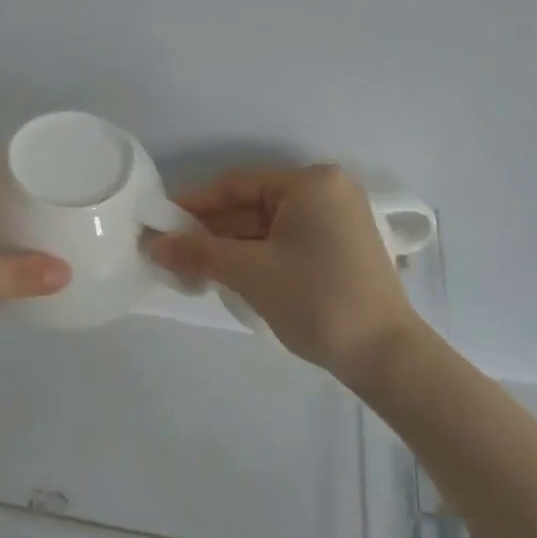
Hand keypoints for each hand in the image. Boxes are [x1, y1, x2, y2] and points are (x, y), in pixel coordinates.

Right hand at [146, 164, 420, 374]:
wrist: (384, 354)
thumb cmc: (315, 299)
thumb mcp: (250, 272)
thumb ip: (198, 252)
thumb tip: (152, 244)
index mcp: (310, 183)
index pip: (236, 184)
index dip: (193, 204)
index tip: (158, 223)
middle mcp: (326, 191)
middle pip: (252, 205)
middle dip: (210, 230)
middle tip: (169, 252)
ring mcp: (337, 220)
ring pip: (268, 226)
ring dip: (230, 246)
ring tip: (191, 269)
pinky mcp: (340, 247)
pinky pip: (286, 241)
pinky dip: (256, 256)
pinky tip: (227, 275)